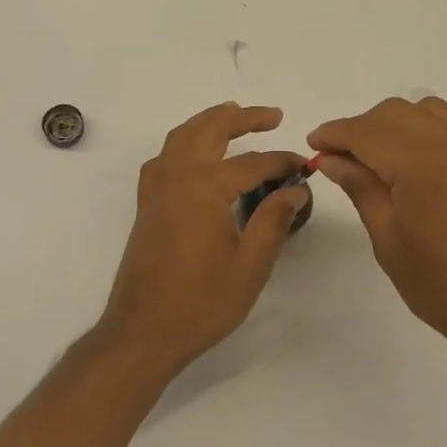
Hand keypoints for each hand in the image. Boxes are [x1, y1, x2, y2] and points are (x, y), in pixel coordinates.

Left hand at [98, 104, 308, 372]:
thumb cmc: (201, 302)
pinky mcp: (147, 202)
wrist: (143, 330)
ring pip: (182, 135)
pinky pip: (165, 155)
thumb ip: (273, 220)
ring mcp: (156, 187)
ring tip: (235, 116)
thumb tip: (295, 189)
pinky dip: (184, 141)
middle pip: (210, 129)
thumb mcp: (250, 265)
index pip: (252, 163)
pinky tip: (196, 154)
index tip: (303, 165)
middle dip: (243, 118)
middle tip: (273, 116)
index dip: (281, 162)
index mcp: (205, 187)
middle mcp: (177, 176)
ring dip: (210, 121)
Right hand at [308, 97, 446, 376]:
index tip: (315, 145)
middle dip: (362, 128)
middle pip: (394, 112)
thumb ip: (361, 189)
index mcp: (419, 163)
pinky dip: (432, 132)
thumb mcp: (390, 242)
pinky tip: (427, 165)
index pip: (364, 131)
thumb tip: (333, 158)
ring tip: (385, 159)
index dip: (334, 134)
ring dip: (397, 124)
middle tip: (343, 158)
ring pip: (428, 111)